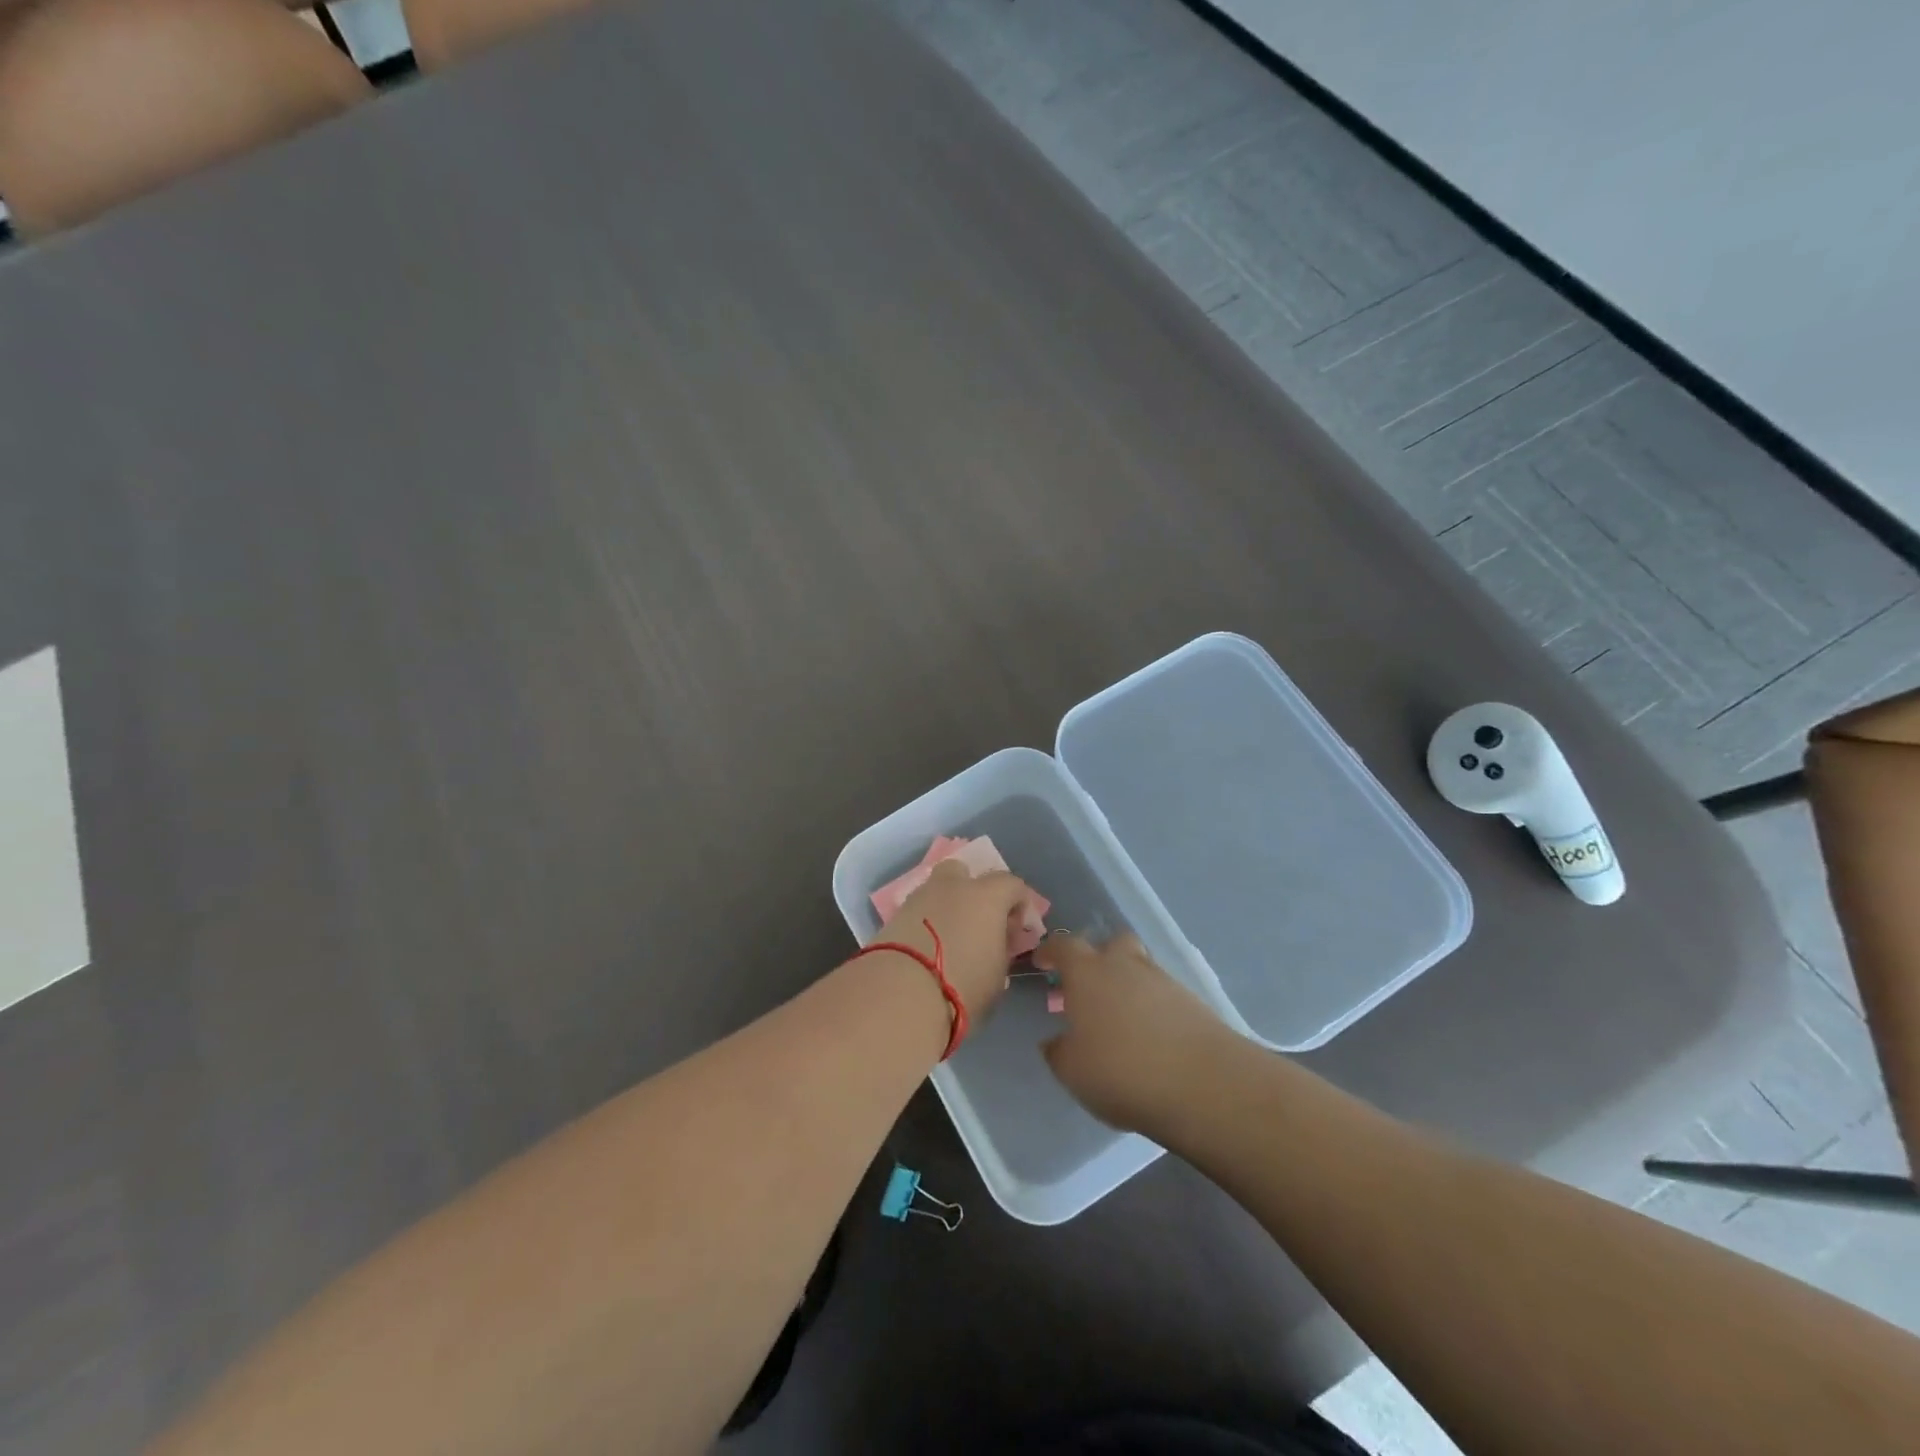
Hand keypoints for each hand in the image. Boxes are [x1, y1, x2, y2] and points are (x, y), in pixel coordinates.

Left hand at [876, 858, 1043, 1019]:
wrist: (901, 992)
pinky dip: (924, 923)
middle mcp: (953, 887)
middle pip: (965, 873)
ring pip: (937, 891)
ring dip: (946, 907)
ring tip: (948, 940)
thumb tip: (995, 943)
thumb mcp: (998, 974)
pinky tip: (926, 948)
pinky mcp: (894, 915)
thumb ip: (1001, 950)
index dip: (1019, 905)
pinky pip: (918, 911)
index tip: (1016, 932)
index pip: (1012, 884)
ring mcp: (919, 898)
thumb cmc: (963, 983)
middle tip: (977, 923)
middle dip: (972, 891)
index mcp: (987, 896)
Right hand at [1032, 930, 1232, 1133]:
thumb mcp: (1073, 1071)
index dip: (1051, 951)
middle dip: (1100, 957)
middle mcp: (1125, 965)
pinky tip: (1152, 1036)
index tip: (1043, 962)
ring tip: (1122, 1018)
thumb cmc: (1122, 1071)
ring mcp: (1163, 980)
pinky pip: (1164, 994)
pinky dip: (1154, 1007)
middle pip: (1112, 943)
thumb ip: (1059, 1051)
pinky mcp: (1193, 1002)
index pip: (1064, 946)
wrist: (1203, 1083)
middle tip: (1090, 985)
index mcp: (1088, 973)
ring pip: (1141, 967)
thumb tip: (1056, 1041)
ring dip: (1129, 983)